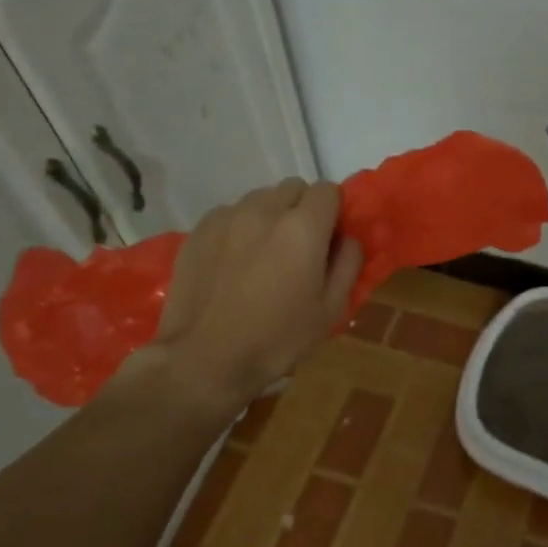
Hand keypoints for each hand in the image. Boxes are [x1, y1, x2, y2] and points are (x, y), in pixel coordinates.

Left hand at [128, 179, 361, 415]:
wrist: (203, 359)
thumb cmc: (277, 339)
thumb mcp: (331, 310)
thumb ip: (348, 265)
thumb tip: (348, 239)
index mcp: (303, 228)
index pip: (327, 190)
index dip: (333, 211)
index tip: (330, 238)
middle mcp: (265, 210)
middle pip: (293, 188)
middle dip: (303, 209)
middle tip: (300, 246)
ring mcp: (227, 217)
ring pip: (260, 199)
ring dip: (271, 216)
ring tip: (264, 253)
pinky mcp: (199, 230)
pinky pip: (230, 214)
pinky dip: (239, 228)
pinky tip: (234, 261)